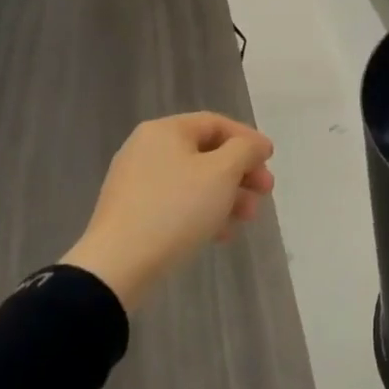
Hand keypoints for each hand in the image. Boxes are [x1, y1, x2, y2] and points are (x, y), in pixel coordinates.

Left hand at [60, 112, 274, 311]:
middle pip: (207, 153)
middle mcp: (147, 149)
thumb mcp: (222, 172)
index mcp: (165, 131)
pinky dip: (204, 212)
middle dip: (241, 172)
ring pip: (195, 181)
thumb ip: (245, 150)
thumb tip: (254, 146)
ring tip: (247, 218)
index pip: (216, 123)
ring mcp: (137, 182)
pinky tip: (221, 234)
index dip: (248, 139)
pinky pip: (177, 203)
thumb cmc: (176, 208)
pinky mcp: (133, 212)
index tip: (271, 160)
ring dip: (227, 195)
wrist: (118, 265)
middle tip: (265, 192)